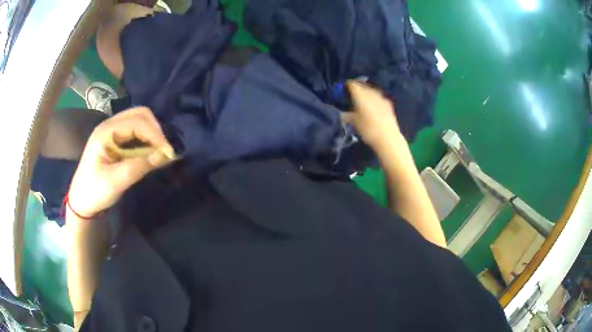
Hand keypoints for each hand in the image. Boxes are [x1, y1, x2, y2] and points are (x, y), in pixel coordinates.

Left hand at [68, 107, 174, 217]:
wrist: (81, 201)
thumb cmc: (94, 191)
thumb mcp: (115, 182)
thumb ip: (138, 167)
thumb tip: (164, 155)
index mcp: (106, 132)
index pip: (137, 122)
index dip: (155, 134)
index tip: (168, 153)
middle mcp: (110, 125)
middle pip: (140, 114)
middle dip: (155, 130)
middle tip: (164, 151)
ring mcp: (112, 131)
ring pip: (139, 120)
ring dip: (152, 133)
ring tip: (159, 151)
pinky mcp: (115, 139)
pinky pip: (136, 131)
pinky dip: (146, 138)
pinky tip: (150, 151)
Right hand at [341, 80, 400, 149]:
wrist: (388, 138)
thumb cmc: (368, 130)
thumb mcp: (354, 123)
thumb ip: (346, 115)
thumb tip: (341, 113)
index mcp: (361, 96)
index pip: (352, 84)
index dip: (347, 85)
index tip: (343, 90)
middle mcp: (371, 93)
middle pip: (362, 85)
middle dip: (357, 89)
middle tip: (352, 96)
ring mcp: (381, 97)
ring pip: (371, 90)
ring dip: (366, 93)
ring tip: (362, 100)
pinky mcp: (388, 103)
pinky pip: (378, 96)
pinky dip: (373, 98)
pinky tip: (373, 106)